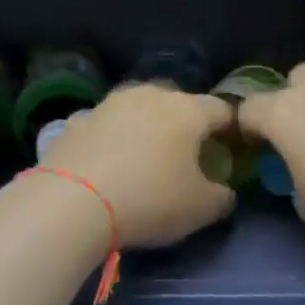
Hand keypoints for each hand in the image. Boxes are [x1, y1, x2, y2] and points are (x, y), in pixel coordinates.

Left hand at [39, 83, 237, 247]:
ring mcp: (110, 104)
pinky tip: (110, 164)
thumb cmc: (150, 199)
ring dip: (148, 128)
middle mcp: (151, 95)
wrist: (71, 202)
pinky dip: (114, 140)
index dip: (232, 129)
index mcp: (188, 110)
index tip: (233, 149)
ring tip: (147, 158)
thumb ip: (222, 196)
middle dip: (188, 125)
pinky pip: (107, 127)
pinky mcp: (77, 120)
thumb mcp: (201, 208)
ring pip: (140, 110)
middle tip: (189, 154)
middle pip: (180, 104)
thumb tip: (223, 190)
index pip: (222, 110)